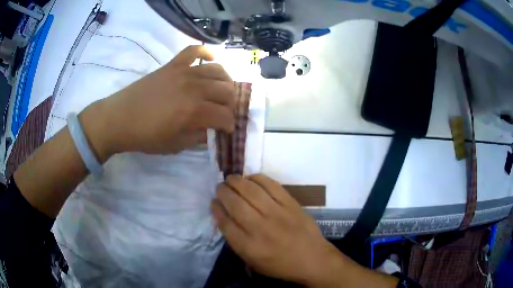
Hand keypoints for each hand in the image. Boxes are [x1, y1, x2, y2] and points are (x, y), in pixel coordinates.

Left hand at [80, 45, 235, 160]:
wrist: (119, 118)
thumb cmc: (145, 136)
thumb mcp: (175, 145)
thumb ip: (198, 137)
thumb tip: (212, 130)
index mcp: (194, 111)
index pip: (224, 115)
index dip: (230, 124)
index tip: (227, 129)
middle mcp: (194, 88)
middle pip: (226, 91)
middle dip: (231, 104)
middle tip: (224, 112)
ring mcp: (183, 72)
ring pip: (217, 70)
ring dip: (225, 81)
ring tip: (221, 90)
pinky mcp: (173, 65)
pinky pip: (193, 50)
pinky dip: (205, 51)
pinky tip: (210, 58)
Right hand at [210, 174, 348, 285]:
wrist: (312, 259)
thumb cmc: (280, 265)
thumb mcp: (253, 262)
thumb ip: (236, 242)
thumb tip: (225, 218)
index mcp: (248, 246)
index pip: (225, 223)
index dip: (216, 209)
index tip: (213, 202)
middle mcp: (260, 228)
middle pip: (235, 204)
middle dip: (223, 192)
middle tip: (220, 187)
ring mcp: (277, 213)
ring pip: (251, 191)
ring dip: (237, 181)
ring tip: (230, 179)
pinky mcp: (291, 204)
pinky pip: (271, 185)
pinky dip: (258, 178)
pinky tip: (251, 178)